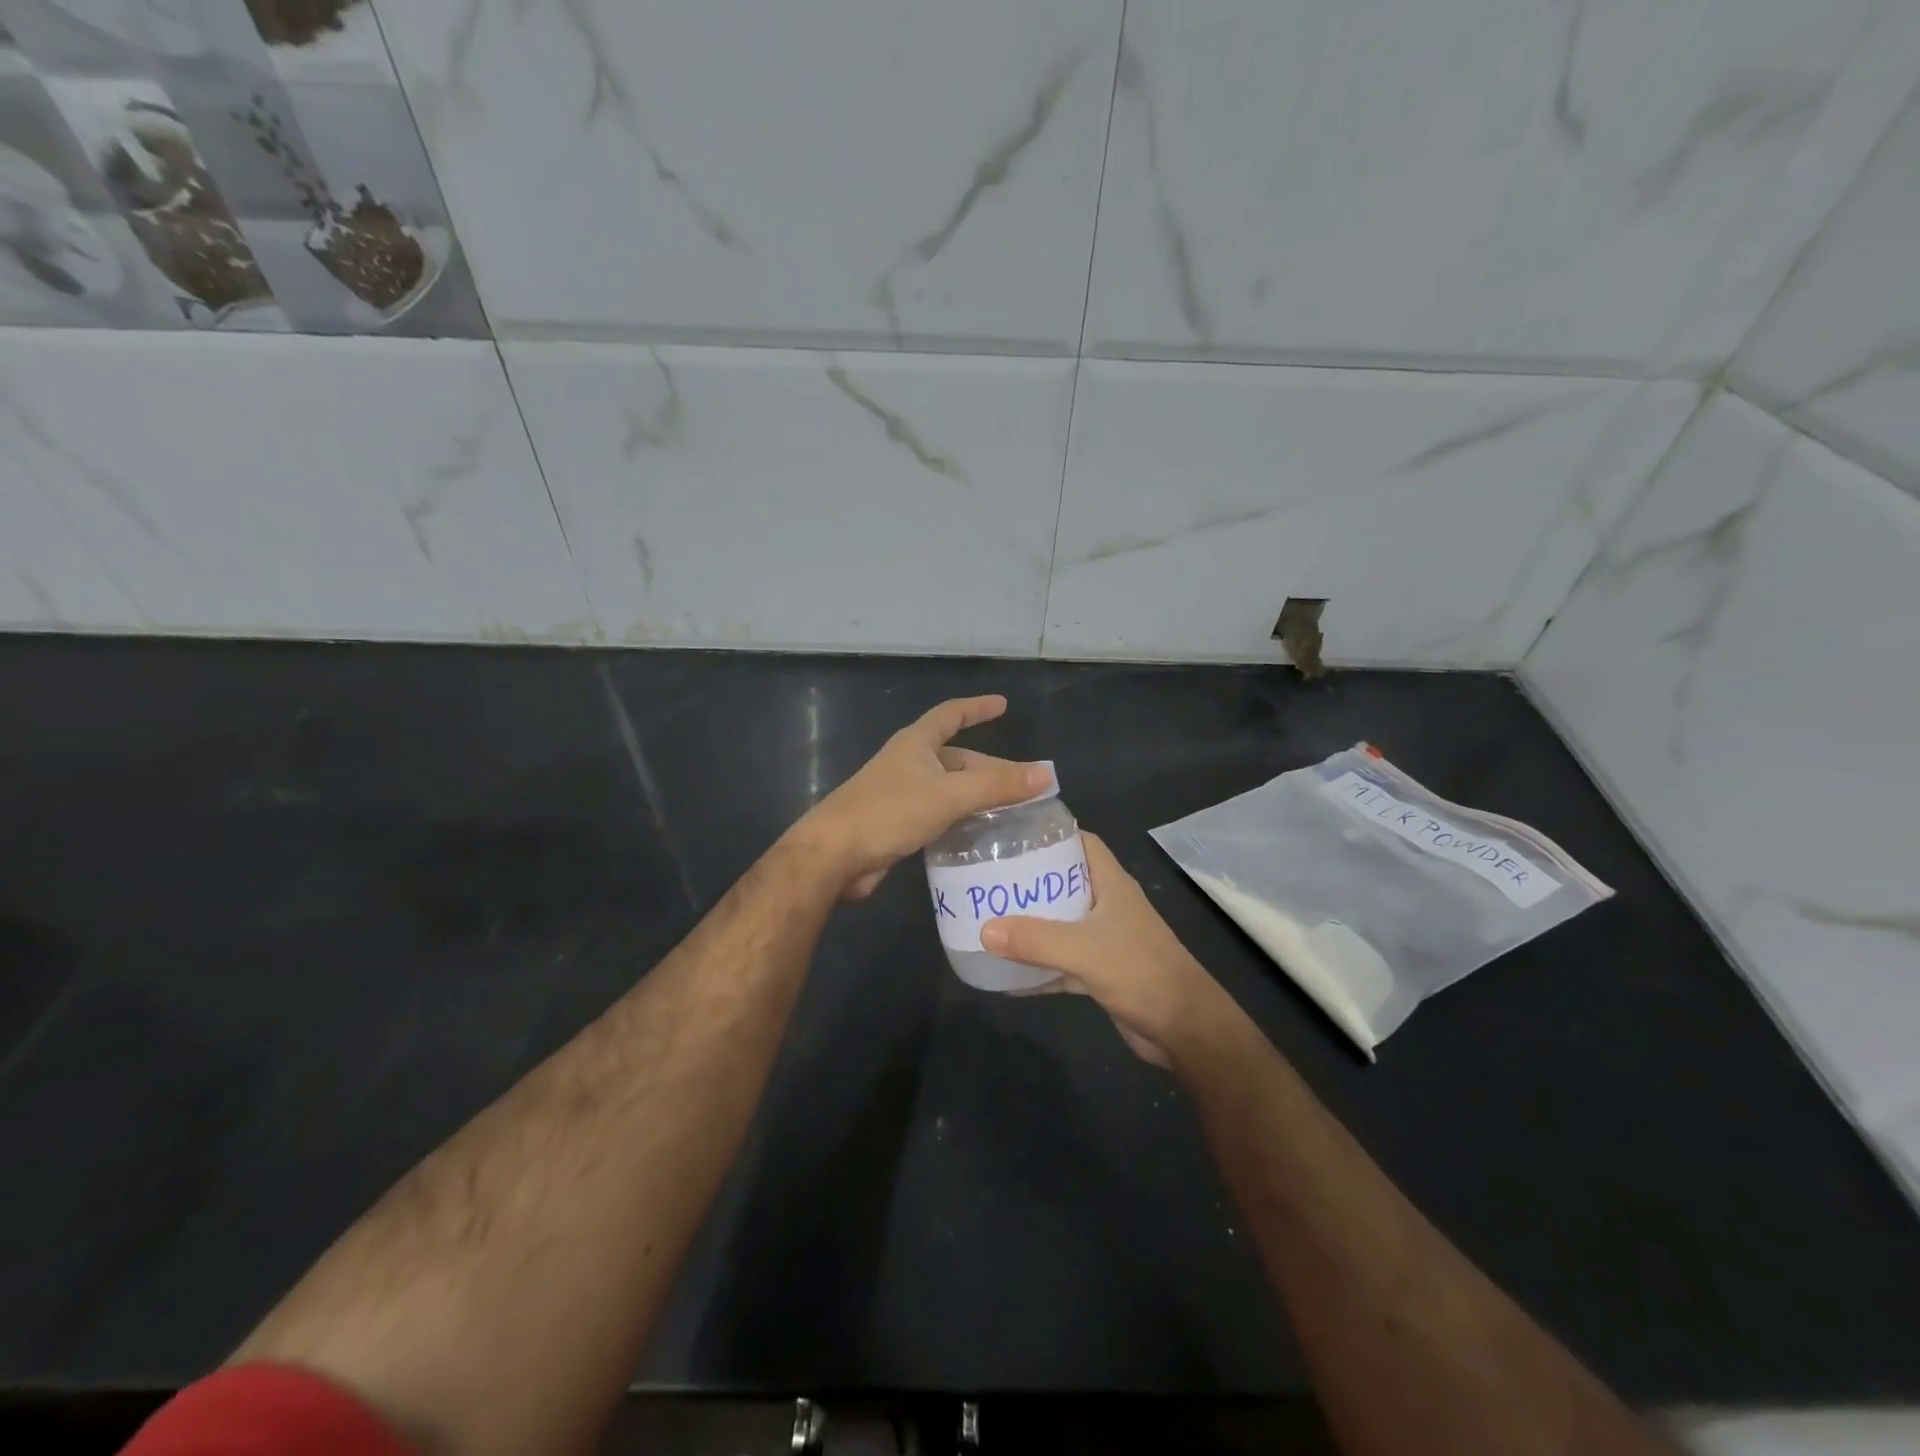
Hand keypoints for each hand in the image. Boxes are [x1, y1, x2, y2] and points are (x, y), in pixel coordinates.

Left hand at [787, 695, 1050, 900]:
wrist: (833, 856)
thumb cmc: (888, 812)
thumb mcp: (948, 795)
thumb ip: (997, 787)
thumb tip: (1046, 775)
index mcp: (916, 744)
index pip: (951, 714)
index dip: (977, 708)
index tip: (1002, 704)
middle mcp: (908, 764)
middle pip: (956, 758)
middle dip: (989, 768)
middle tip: (1025, 785)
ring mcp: (901, 795)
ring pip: (949, 789)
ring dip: (978, 797)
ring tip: (1012, 812)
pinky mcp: (897, 825)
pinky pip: (939, 815)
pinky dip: (961, 820)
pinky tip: (980, 836)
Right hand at [982, 833, 1237, 1067]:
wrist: (1185, 1029)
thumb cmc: (1141, 972)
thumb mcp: (1084, 950)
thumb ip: (1035, 939)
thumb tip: (984, 929)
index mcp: (1112, 884)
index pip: (1082, 843)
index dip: (1051, 836)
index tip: (1012, 837)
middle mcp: (1108, 906)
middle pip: (1064, 882)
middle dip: (1030, 881)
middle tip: (988, 879)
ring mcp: (1106, 940)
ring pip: (1061, 923)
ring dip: (1031, 924)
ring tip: (990, 919)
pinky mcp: (1102, 971)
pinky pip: (1062, 962)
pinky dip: (1038, 967)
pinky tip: (1006, 977)